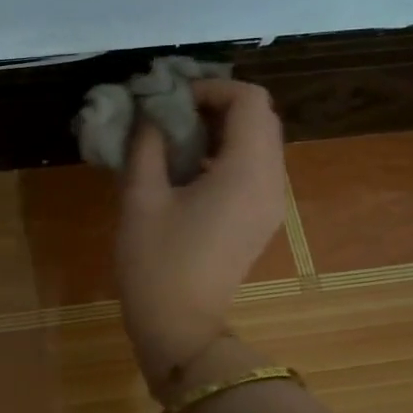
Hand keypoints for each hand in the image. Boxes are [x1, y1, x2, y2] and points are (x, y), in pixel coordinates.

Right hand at [116, 78, 287, 394]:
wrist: (179, 326)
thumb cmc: (156, 262)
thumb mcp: (141, 197)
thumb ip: (147, 143)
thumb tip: (151, 111)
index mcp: (247, 170)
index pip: (249, 100)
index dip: (210, 87)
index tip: (169, 99)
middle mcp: (271, 180)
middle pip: (260, 117)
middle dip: (216, 105)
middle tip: (170, 114)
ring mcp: (271, 203)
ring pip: (259, 142)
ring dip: (221, 129)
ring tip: (174, 139)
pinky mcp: (261, 220)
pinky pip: (254, 168)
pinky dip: (226, 154)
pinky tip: (188, 170)